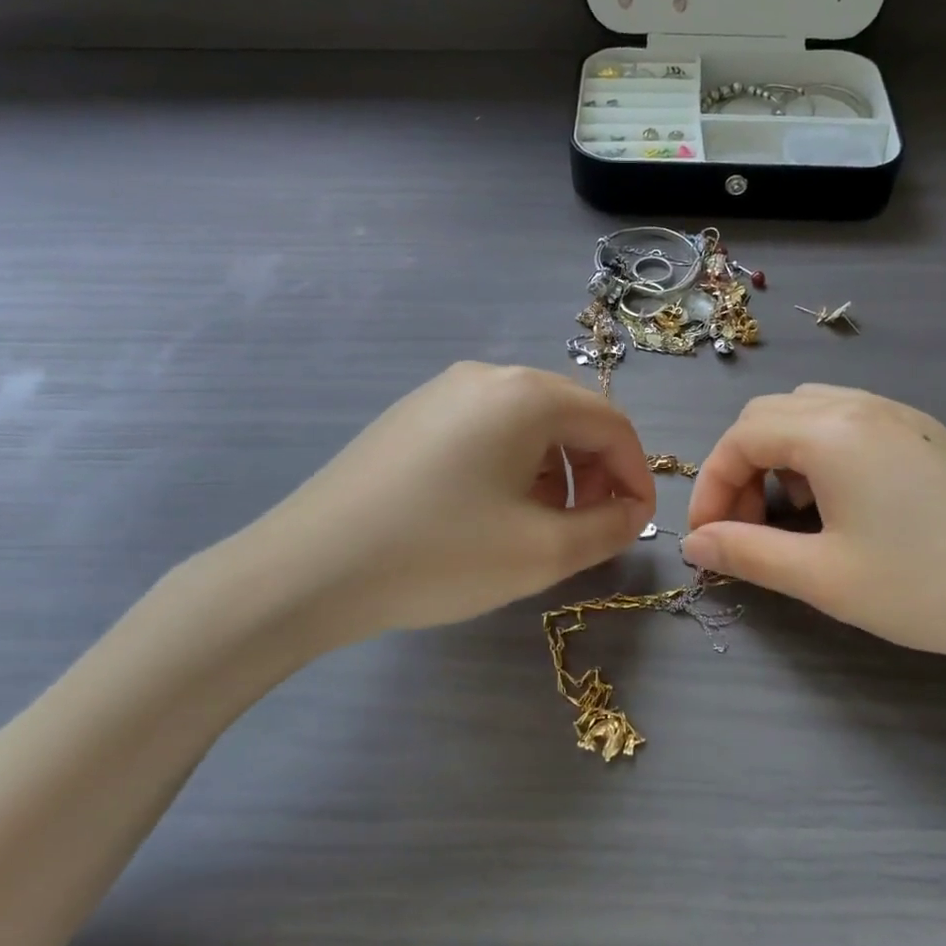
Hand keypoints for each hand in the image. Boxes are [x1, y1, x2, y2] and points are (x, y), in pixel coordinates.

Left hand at [197, 363, 654, 669]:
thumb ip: (609, 528)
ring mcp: (441, 392)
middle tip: (590, 529)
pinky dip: (512, 468)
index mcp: (526, 395)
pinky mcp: (411, 416)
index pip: (612, 424)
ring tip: (540, 527)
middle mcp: (486, 376)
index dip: (635, 475)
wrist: (309, 569)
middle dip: (594, 474)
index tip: (636, 526)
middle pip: (570, 418)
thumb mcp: (543, 552)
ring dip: (554, 474)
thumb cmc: (439, 555)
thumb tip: (630, 512)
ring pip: (527, 426)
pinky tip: (490, 513)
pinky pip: (486, 432)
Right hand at [682, 385, 945, 672]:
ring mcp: (898, 415)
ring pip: (807, 414)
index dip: (710, 487)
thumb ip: (748, 553)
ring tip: (793, 517)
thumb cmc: (929, 587)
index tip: (708, 540)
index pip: (740, 438)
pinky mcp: (923, 433)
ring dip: (778, 459)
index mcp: (832, 432)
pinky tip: (840, 505)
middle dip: (740, 470)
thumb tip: (695, 543)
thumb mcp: (824, 578)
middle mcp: (861, 406)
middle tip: (746, 529)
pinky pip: (846, 423)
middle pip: (767, 417)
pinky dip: (817, 454)